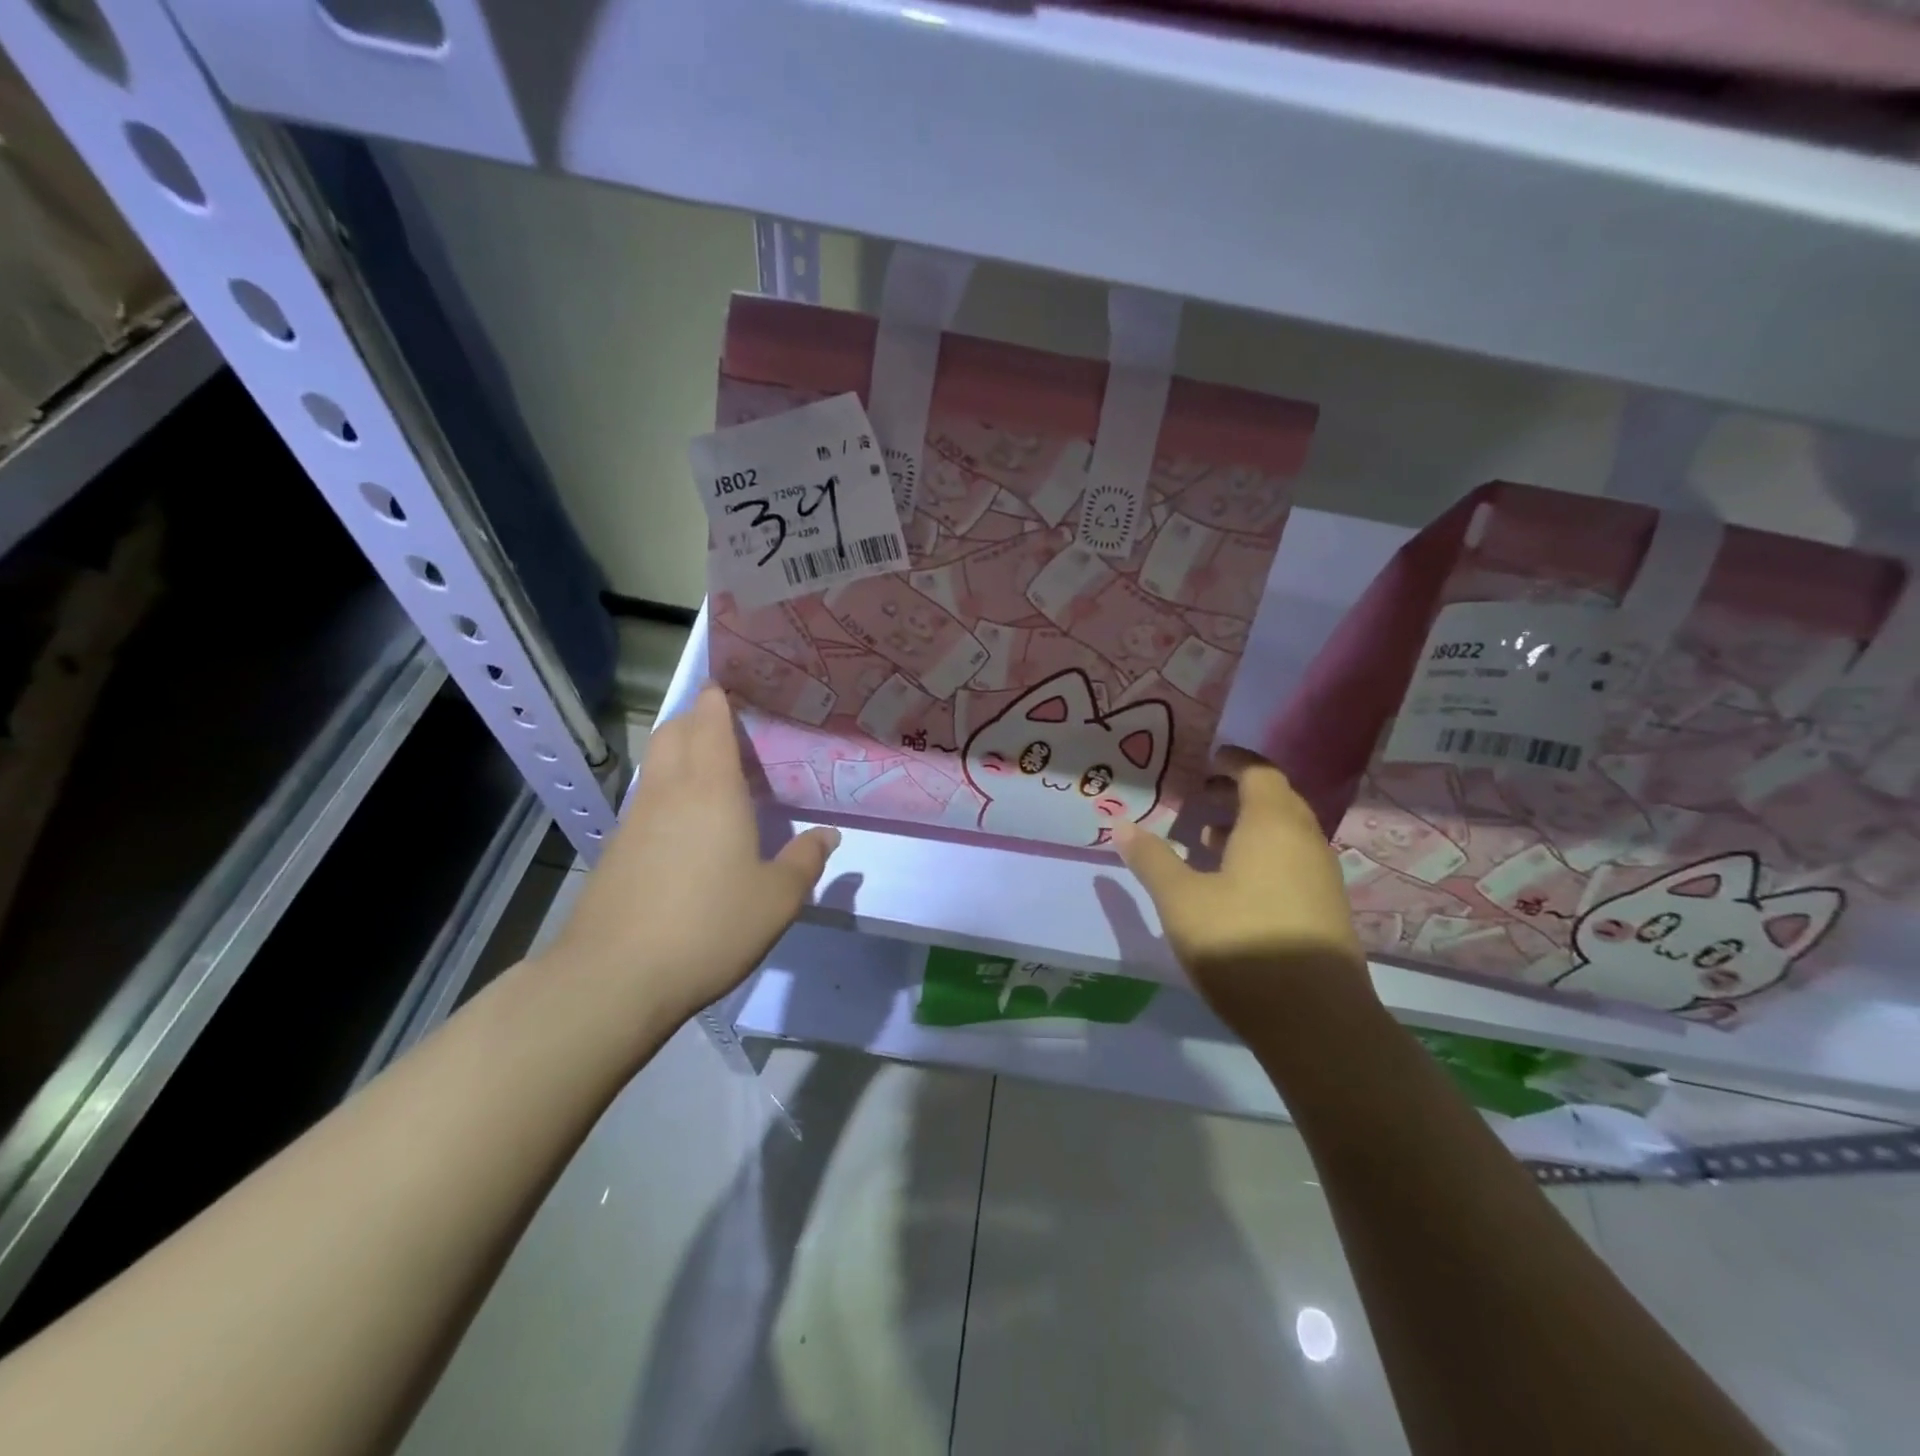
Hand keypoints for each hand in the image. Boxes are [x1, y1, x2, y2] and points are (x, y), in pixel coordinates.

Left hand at [545, 684, 838, 1026]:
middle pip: (673, 731)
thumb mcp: (777, 899)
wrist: (616, 977)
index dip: (718, 698)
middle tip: (729, 728)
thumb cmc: (710, 926)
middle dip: (696, 718)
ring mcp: (635, 819)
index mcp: (711, 788)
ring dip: (679, 752)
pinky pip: (646, 798)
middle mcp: (669, 791)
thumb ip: (806, 861)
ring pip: (656, 763)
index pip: (708, 721)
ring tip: (712, 771)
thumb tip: (828, 835)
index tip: (735, 688)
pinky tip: (687, 823)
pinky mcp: (616, 849)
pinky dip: (667, 789)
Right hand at [1113, 748, 1369, 1018]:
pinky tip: (1232, 883)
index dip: (1234, 761)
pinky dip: (1262, 855)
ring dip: (1249, 826)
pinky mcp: (1326, 909)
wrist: (1316, 1020)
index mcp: (1272, 825)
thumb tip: (1120, 825)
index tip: (1209, 758)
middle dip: (1239, 791)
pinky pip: (1292, 861)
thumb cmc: (1241, 943)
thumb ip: (1151, 859)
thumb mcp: (1181, 900)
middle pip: (1276, 799)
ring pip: (1285, 833)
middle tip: (1200, 794)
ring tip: (1207, 836)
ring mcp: (1321, 877)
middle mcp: (1305, 841)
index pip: (1260, 772)